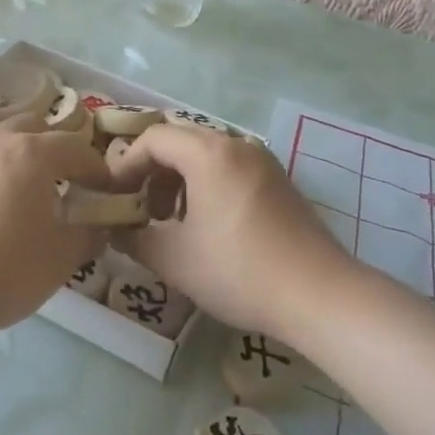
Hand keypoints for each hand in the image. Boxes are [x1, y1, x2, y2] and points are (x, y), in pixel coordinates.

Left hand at [0, 101, 111, 338]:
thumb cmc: (5, 274)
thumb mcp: (62, 260)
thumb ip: (87, 235)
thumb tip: (100, 226)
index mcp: (33, 155)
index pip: (75, 147)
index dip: (94, 166)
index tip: (101, 188)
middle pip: (30, 123)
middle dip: (49, 144)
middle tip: (56, 178)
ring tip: (4, 157)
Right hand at [106, 123, 351, 339]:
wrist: (319, 295)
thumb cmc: (239, 271)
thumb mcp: (175, 260)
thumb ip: (134, 239)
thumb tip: (115, 231)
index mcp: (208, 153)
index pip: (153, 139)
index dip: (126, 166)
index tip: (114, 198)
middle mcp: (236, 144)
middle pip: (179, 142)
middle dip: (152, 172)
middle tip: (140, 210)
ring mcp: (263, 160)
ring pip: (206, 155)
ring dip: (179, 180)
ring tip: (171, 222)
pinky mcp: (279, 180)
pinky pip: (230, 168)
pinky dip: (207, 185)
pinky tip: (207, 225)